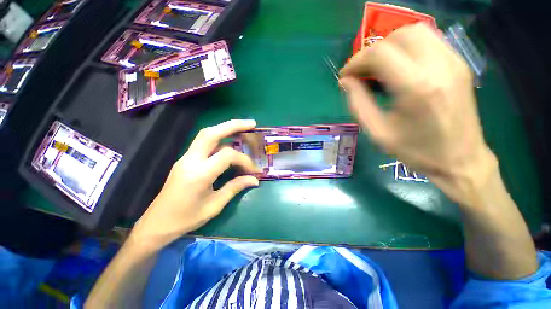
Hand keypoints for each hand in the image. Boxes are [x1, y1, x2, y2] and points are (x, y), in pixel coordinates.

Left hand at [131, 120, 259, 250]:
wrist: (156, 224)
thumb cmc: (186, 219)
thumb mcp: (214, 206)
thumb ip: (235, 187)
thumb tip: (254, 180)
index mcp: (199, 174)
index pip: (227, 155)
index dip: (244, 160)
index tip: (253, 170)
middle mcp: (190, 160)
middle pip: (211, 133)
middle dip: (233, 125)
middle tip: (251, 124)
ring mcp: (185, 158)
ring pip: (206, 134)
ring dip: (225, 129)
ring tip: (243, 128)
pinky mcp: (185, 159)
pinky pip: (204, 144)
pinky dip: (219, 139)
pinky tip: (230, 143)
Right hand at [339, 23, 495, 204]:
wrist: (460, 159)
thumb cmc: (416, 150)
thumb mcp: (377, 132)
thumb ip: (357, 103)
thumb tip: (345, 82)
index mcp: (416, 87)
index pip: (380, 54)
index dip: (356, 61)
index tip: (346, 76)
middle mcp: (438, 66)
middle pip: (398, 35)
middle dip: (372, 51)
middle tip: (361, 72)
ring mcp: (453, 61)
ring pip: (415, 31)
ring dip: (389, 45)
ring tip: (378, 68)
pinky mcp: (459, 63)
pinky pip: (429, 39)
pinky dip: (407, 46)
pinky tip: (399, 66)